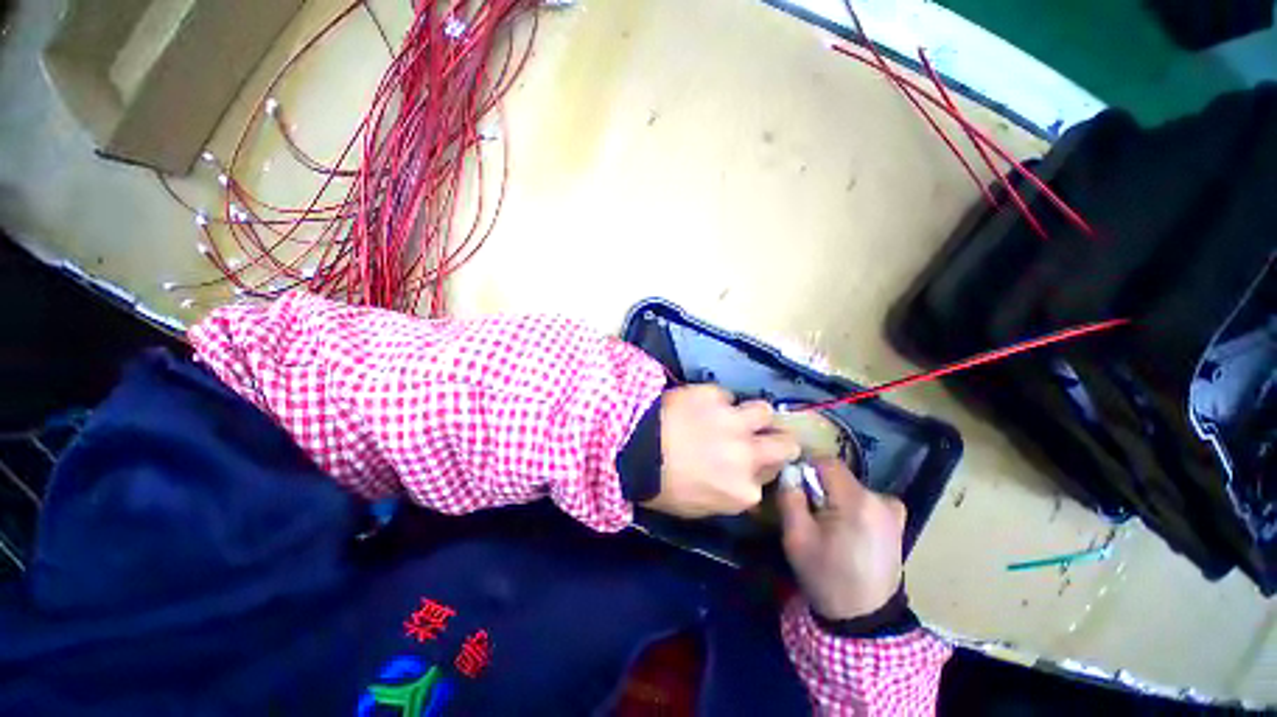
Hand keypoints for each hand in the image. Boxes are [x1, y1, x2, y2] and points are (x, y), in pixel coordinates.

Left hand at [647, 385, 799, 517]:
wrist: (634, 447)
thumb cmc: (661, 485)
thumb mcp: (698, 507)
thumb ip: (728, 495)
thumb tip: (741, 483)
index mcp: (744, 491)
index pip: (772, 477)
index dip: (762, 468)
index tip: (751, 462)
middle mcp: (749, 454)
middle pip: (786, 444)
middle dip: (779, 441)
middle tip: (763, 437)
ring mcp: (734, 421)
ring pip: (764, 411)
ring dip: (753, 415)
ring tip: (736, 416)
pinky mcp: (714, 395)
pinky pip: (726, 395)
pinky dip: (717, 401)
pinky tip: (700, 404)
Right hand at [777, 458, 906, 619]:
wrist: (865, 618)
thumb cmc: (826, 577)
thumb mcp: (796, 537)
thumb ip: (790, 497)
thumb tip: (789, 472)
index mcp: (857, 501)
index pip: (827, 462)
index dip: (806, 467)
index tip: (794, 485)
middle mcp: (881, 499)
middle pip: (839, 475)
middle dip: (819, 486)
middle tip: (807, 510)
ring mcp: (893, 511)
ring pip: (851, 487)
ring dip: (835, 496)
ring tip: (827, 523)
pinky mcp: (897, 522)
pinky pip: (867, 499)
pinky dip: (852, 505)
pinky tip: (848, 528)